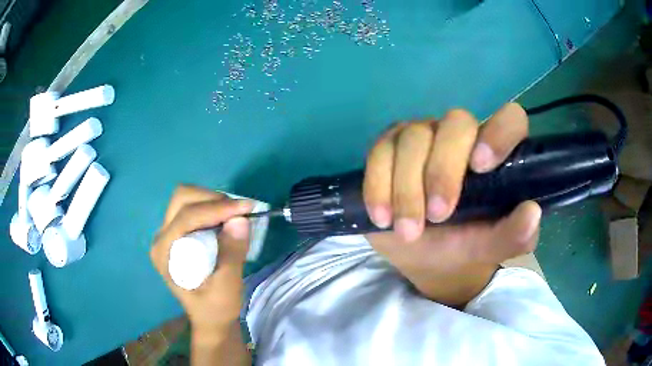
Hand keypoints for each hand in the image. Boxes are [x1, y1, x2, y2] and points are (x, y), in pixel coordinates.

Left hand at [150, 185, 253, 334]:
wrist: (211, 319)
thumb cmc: (216, 308)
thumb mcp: (227, 287)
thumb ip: (232, 254)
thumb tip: (240, 220)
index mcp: (165, 253)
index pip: (186, 218)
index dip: (216, 208)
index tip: (246, 208)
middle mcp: (161, 238)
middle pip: (181, 199)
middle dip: (212, 199)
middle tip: (238, 211)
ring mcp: (167, 234)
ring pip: (186, 198)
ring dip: (212, 200)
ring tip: (233, 215)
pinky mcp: (177, 234)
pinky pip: (192, 207)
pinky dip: (211, 206)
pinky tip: (225, 219)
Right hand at [363, 103, 541, 305]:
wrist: (421, 256)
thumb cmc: (463, 246)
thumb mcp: (490, 247)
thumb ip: (515, 235)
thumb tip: (532, 212)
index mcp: (494, 155)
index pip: (509, 119)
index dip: (499, 132)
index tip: (481, 167)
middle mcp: (461, 137)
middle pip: (455, 123)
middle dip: (443, 171)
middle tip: (438, 216)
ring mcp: (423, 137)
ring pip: (413, 137)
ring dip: (408, 188)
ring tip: (408, 231)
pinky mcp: (389, 148)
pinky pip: (379, 151)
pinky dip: (378, 184)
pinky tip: (382, 216)